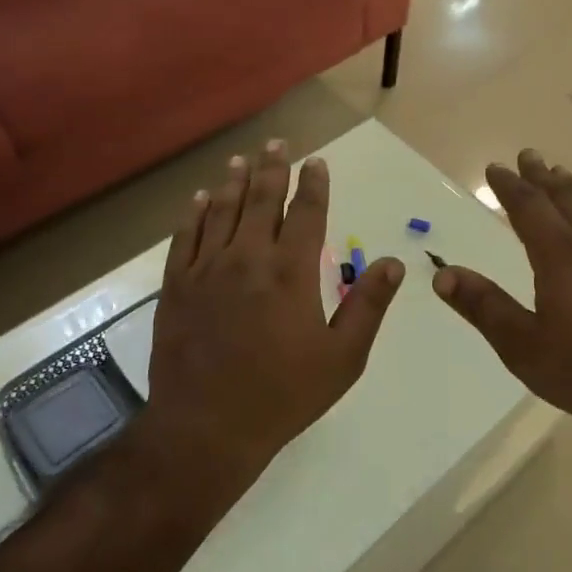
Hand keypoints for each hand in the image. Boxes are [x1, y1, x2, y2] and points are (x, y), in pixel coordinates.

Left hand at [145, 142, 403, 481]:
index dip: (313, 184)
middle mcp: (249, 258)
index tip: (316, 162)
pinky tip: (199, 198)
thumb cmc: (282, 395)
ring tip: (240, 159)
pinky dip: (194, 214)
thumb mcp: (342, 359)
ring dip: (234, 181)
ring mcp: (208, 269)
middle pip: (261, 200)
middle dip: (272, 168)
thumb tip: (394, 262)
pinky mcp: (177, 286)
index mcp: (291, 272)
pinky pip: (186, 238)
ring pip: (222, 211)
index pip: (306, 213)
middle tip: (276, 143)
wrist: (206, 428)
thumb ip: (368, 306)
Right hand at [433, 150, 571, 449]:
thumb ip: (484, 307)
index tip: (496, 168)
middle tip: (529, 155)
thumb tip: (443, 274)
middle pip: (565, 198)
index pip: (529, 208)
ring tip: (564, 176)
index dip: (510, 186)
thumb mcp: (525, 348)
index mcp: (561, 256)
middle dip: (542, 176)